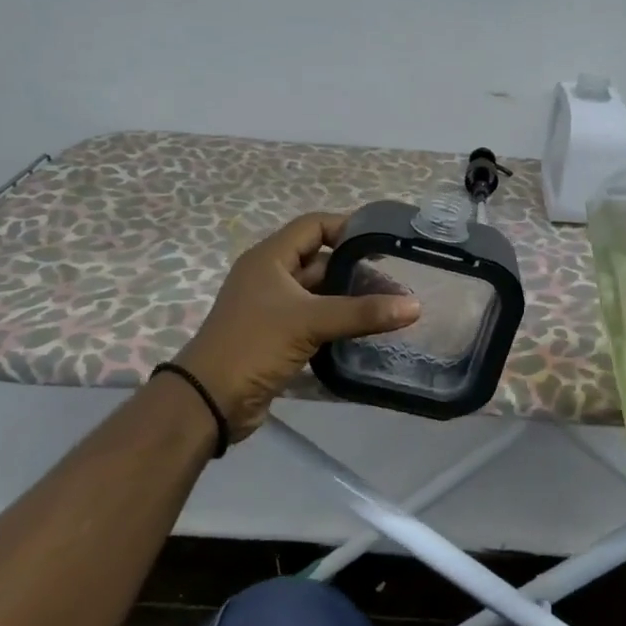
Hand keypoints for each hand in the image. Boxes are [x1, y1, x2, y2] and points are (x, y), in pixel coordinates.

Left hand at [175, 212, 420, 440]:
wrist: (211, 400)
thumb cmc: (254, 345)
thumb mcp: (309, 322)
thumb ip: (362, 312)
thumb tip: (414, 305)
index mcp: (269, 258)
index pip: (314, 225)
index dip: (348, 227)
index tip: (385, 240)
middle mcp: (271, 277)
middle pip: (320, 261)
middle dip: (357, 269)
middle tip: (397, 282)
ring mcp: (274, 309)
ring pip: (320, 293)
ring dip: (351, 298)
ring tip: (391, 307)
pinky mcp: (279, 337)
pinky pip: (316, 320)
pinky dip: (339, 322)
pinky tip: (367, 331)